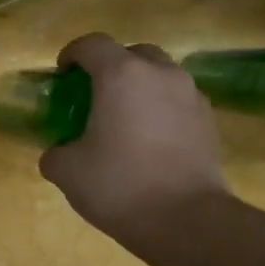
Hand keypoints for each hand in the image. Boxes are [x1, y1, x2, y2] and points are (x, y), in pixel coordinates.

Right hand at [39, 33, 228, 246]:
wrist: (186, 220)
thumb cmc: (120, 186)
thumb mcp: (68, 172)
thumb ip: (56, 153)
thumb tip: (57, 152)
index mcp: (121, 75)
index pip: (92, 44)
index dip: (72, 54)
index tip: (61, 75)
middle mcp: (160, 74)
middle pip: (132, 53)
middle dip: (111, 66)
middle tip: (95, 95)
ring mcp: (190, 95)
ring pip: (160, 75)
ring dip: (140, 87)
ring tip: (126, 119)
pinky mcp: (209, 120)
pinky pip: (178, 101)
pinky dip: (162, 109)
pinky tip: (151, 140)